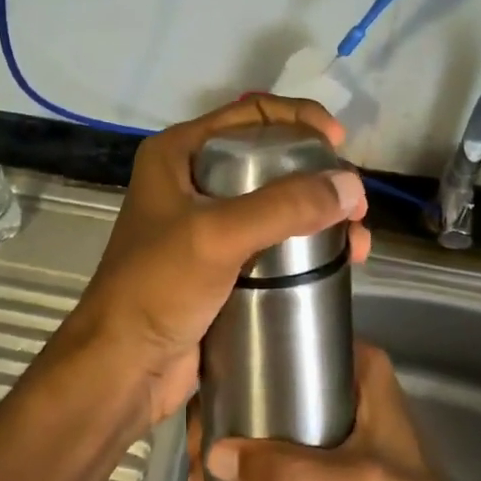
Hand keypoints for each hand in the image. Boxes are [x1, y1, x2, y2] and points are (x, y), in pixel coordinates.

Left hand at [53, 96, 371, 431]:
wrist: (124, 366)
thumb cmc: (157, 288)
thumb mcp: (217, 235)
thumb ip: (284, 206)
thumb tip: (351, 186)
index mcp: (179, 154)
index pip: (250, 114)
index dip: (299, 119)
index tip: (339, 142)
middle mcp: (193, 181)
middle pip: (269, 158)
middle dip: (317, 174)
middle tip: (354, 201)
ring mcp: (207, 225)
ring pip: (276, 203)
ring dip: (319, 214)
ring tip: (357, 239)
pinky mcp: (222, 265)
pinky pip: (273, 242)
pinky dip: (307, 246)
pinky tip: (339, 262)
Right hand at [189, 342, 480, 480]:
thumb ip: (290, 470)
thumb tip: (214, 457)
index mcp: (357, 368)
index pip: (290, 344)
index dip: (242, 362)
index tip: (207, 395)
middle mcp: (339, 386)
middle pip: (266, 383)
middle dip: (224, 414)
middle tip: (197, 454)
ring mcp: (326, 426)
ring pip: (262, 418)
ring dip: (226, 445)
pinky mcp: (316, 463)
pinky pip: (268, 453)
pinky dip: (240, 467)